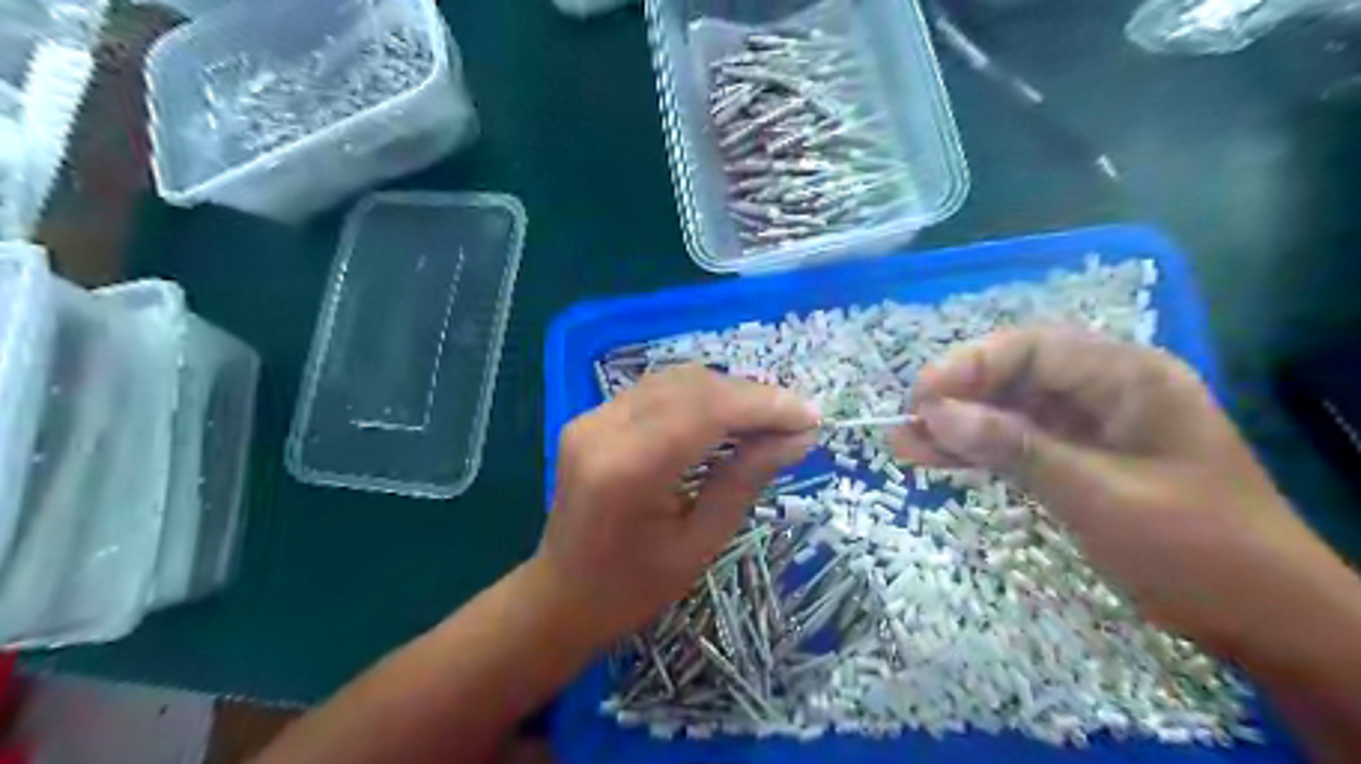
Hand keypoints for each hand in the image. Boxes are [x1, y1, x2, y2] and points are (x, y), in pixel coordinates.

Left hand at [534, 363, 818, 649]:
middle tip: (794, 419)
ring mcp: (591, 417)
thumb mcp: (701, 543)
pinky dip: (698, 397)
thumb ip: (746, 479)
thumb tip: (799, 437)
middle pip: (692, 385)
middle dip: (751, 396)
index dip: (764, 405)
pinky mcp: (591, 417)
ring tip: (767, 418)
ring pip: (675, 380)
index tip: (810, 416)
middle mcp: (604, 429)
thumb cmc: (633, 588)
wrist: (560, 596)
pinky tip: (725, 418)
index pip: (707, 410)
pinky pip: (656, 391)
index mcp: (629, 469)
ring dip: (727, 392)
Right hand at [896, 327, 1349, 652]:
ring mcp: (1089, 426)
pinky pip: (1017, 444)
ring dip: (958, 426)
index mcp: (1129, 377)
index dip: (970, 365)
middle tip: (906, 423)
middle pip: (1015, 375)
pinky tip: (935, 460)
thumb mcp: (1099, 494)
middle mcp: (1105, 390)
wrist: (1261, 619)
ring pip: (1009, 411)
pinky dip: (978, 452)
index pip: (1033, 348)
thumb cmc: (1194, 548)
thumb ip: (1014, 448)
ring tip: (903, 443)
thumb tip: (935, 414)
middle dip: (958, 396)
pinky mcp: (1076, 459)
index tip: (921, 398)